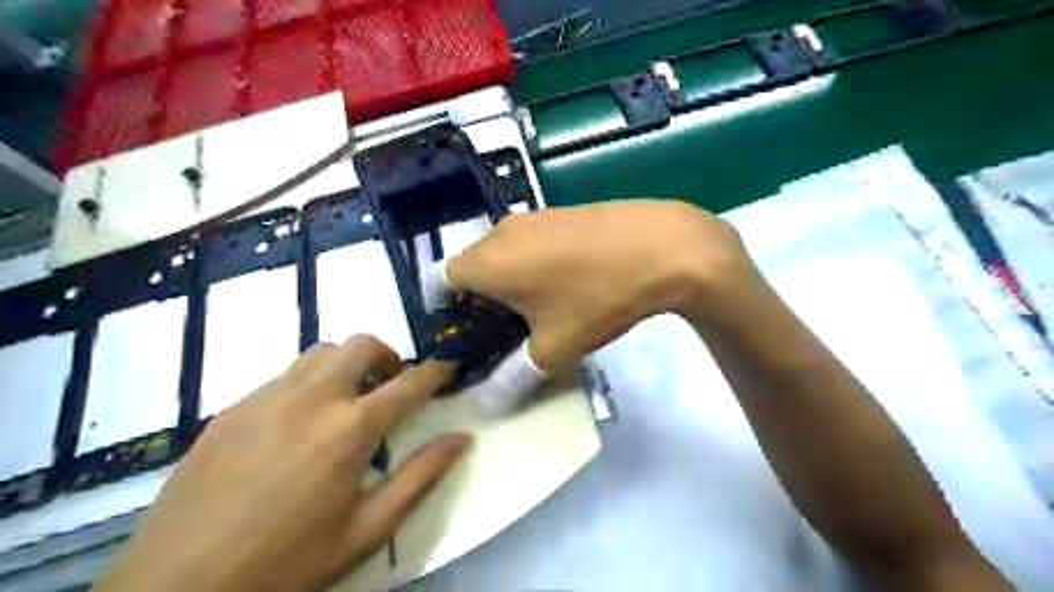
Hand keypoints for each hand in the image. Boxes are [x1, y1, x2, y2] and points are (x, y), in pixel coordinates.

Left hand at [92, 335, 472, 591]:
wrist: (176, 588)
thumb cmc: (288, 562)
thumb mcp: (368, 529)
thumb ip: (421, 476)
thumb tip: (461, 438)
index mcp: (350, 429)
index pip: (409, 383)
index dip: (436, 370)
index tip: (449, 365)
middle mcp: (312, 398)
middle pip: (361, 345)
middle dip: (388, 356)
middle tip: (390, 386)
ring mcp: (267, 398)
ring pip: (321, 352)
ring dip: (347, 365)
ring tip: (347, 400)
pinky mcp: (233, 408)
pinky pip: (284, 375)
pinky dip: (309, 382)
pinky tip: (298, 423)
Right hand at [435, 201, 747, 371]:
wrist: (662, 246)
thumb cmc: (596, 298)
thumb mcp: (553, 349)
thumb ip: (513, 378)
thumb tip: (488, 401)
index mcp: (485, 261)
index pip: (438, 283)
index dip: (445, 312)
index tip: (466, 335)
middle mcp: (501, 232)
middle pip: (472, 268)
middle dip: (479, 300)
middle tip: (503, 331)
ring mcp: (534, 217)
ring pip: (504, 254)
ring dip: (510, 282)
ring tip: (538, 311)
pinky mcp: (562, 213)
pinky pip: (533, 242)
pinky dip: (535, 264)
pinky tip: (568, 284)